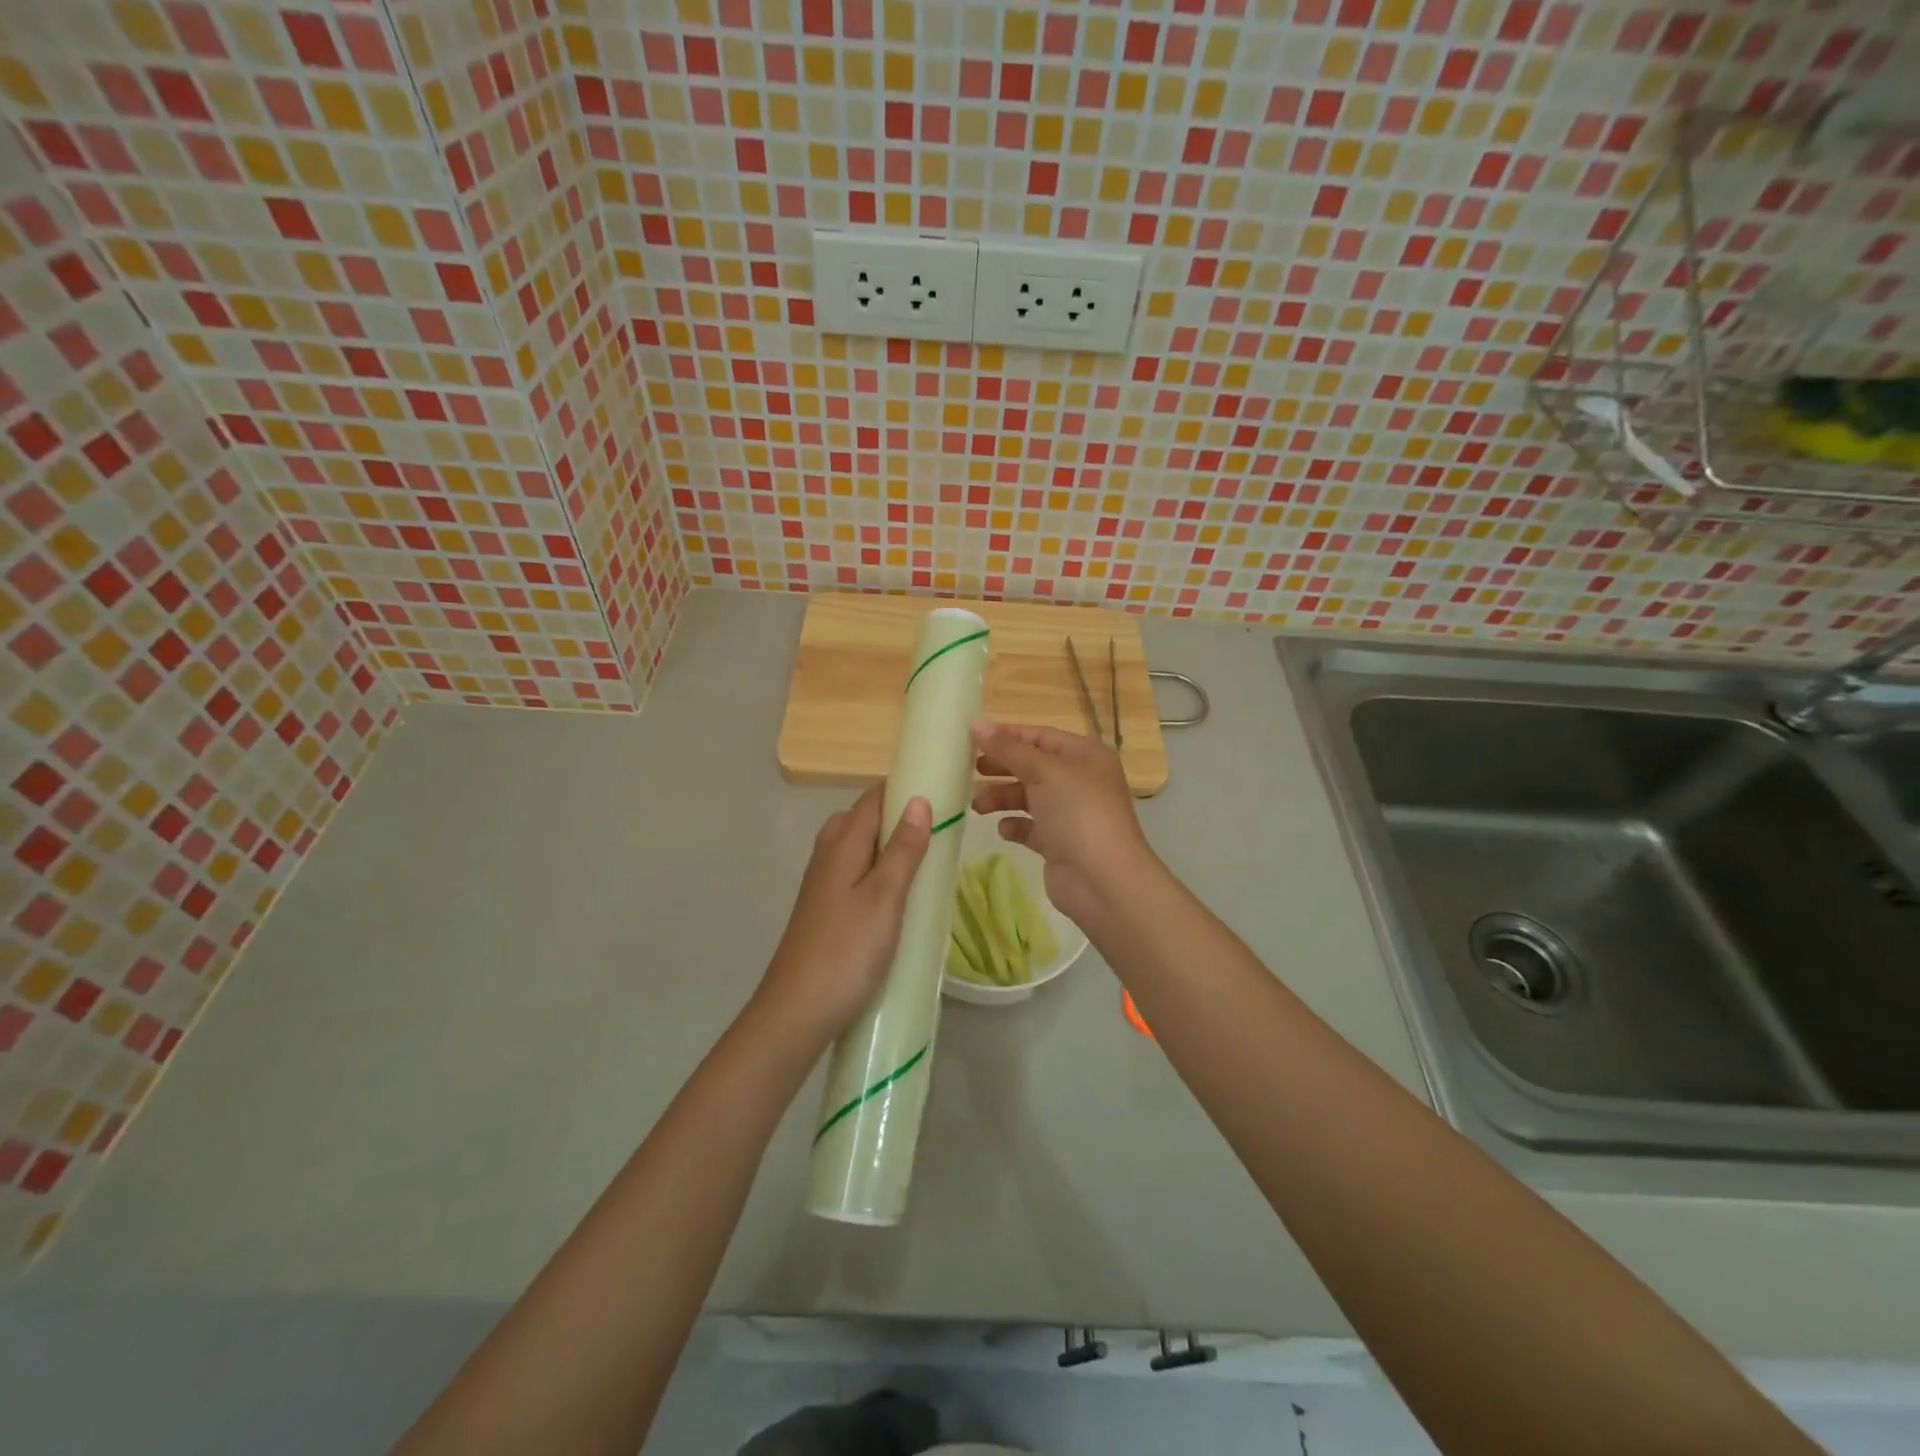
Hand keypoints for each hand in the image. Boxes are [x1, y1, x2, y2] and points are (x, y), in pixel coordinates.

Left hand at [758, 785, 931, 1045]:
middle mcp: (827, 856)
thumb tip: (918, 800)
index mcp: (841, 845)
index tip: (939, 790)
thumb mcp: (885, 897)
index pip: (871, 799)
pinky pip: (853, 874)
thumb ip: (902, 849)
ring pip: (856, 849)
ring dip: (887, 847)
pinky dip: (876, 873)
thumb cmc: (847, 950)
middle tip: (936, 831)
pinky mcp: (823, 910)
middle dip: (896, 817)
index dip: (901, 789)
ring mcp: (821, 885)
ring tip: (922, 862)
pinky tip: (895, 897)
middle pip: (861, 820)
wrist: (797, 1011)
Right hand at [968, 720, 1161, 927]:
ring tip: (977, 806)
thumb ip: (1007, 748)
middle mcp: (1079, 780)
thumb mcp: (1043, 771)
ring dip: (1002, 798)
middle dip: (1001, 767)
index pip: (1040, 736)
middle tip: (968, 770)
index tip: (972, 738)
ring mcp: (1070, 813)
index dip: (1007, 736)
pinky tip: (1003, 829)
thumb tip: (975, 723)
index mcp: (1084, 755)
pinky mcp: (1060, 843)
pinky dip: (1015, 825)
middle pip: (1032, 766)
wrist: (1102, 879)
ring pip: (1028, 797)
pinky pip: (1031, 827)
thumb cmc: (1077, 812)